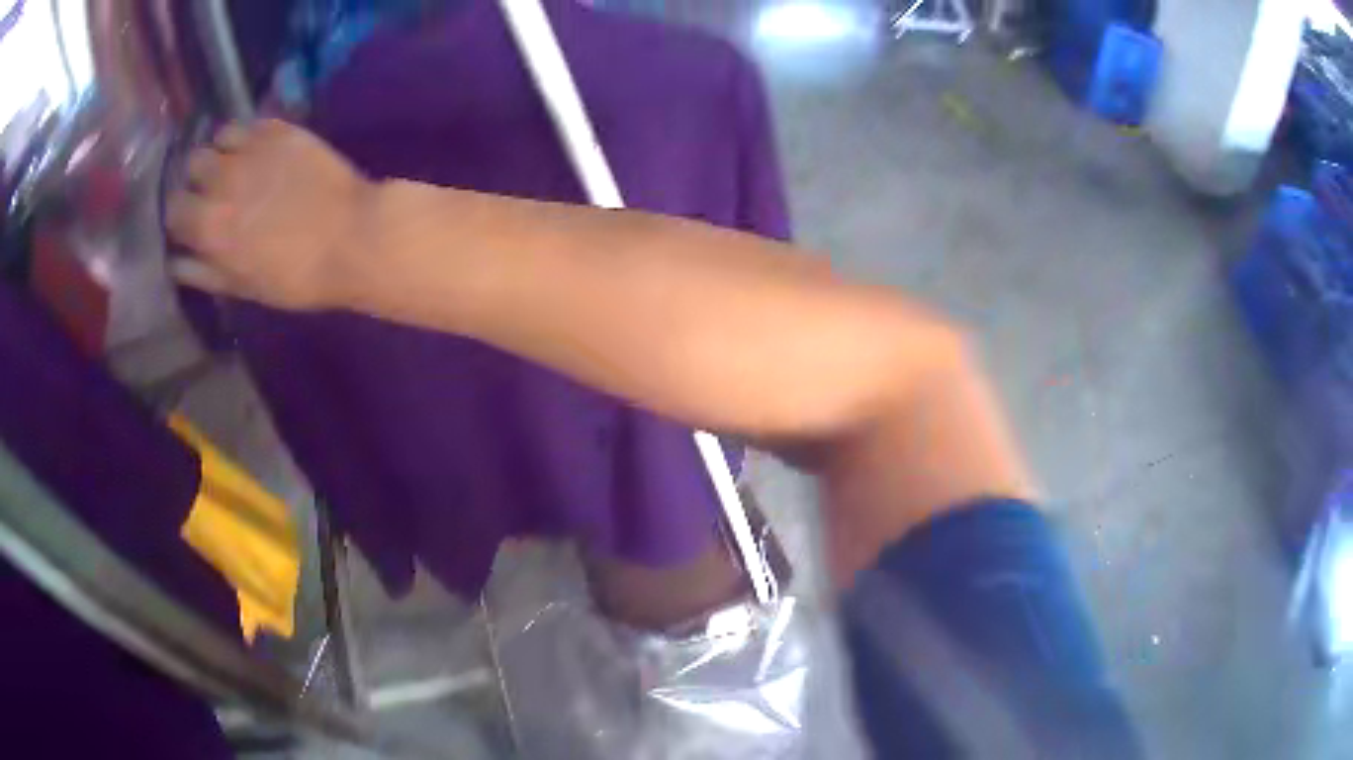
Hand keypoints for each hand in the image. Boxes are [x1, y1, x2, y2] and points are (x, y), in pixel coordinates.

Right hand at [166, 119, 373, 309]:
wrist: (354, 237)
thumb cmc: (297, 276)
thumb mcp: (242, 286)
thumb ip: (203, 272)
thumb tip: (175, 261)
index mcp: (208, 226)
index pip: (173, 208)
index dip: (181, 214)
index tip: (192, 219)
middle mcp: (221, 180)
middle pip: (192, 165)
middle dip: (199, 178)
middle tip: (217, 189)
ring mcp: (251, 149)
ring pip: (218, 137)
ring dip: (221, 150)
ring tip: (237, 165)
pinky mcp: (281, 129)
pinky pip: (250, 122)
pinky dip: (249, 134)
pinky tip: (261, 150)